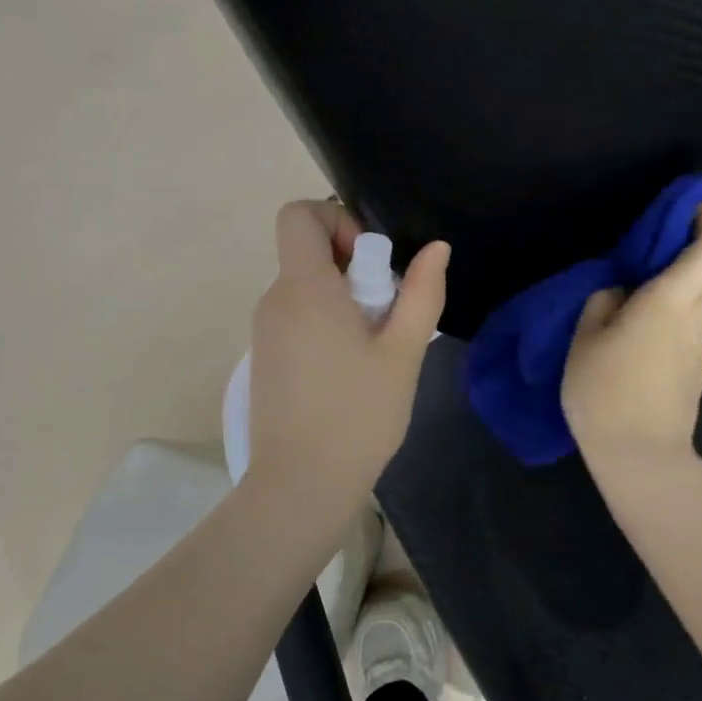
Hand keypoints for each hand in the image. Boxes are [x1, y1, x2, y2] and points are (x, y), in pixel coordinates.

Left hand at [247, 201, 448, 509]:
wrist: (300, 485)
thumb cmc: (358, 415)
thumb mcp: (403, 352)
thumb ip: (422, 293)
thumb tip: (436, 249)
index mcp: (304, 288)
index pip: (298, 215)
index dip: (337, 221)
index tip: (370, 264)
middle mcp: (275, 300)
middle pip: (308, 253)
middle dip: (353, 268)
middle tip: (386, 315)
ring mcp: (265, 331)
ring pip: (306, 288)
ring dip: (343, 300)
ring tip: (373, 349)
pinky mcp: (265, 358)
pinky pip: (297, 317)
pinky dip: (326, 324)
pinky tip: (351, 370)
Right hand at [562, 202, 701, 469]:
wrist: (640, 457)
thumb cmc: (605, 390)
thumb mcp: (584, 339)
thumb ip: (602, 305)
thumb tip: (620, 294)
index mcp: (670, 301)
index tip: (699, 206)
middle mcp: (694, 320)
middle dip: (698, 255)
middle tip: (659, 256)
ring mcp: (699, 351)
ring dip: (684, 291)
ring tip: (641, 302)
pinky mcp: (694, 376)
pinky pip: (689, 335)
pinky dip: (674, 323)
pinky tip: (639, 343)